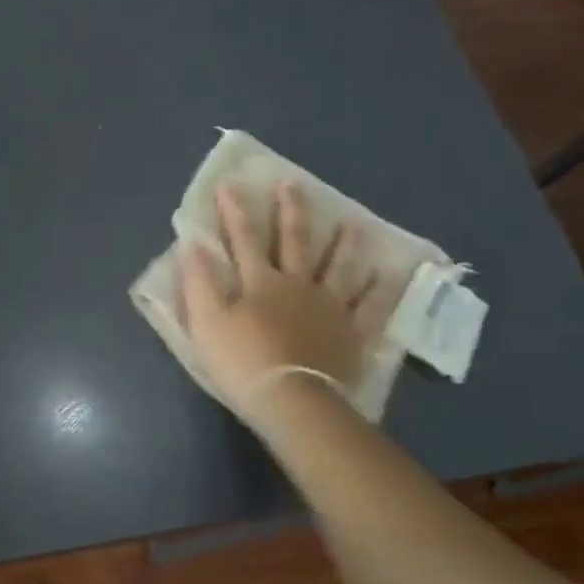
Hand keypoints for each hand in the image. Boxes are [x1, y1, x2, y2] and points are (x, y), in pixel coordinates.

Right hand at [181, 182, 377, 419]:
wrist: (291, 400)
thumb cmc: (240, 362)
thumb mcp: (206, 322)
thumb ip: (199, 283)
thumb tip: (195, 244)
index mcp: (259, 282)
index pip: (243, 239)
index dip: (235, 212)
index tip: (231, 185)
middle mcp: (297, 284)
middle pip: (294, 242)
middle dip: (290, 211)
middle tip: (292, 183)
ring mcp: (330, 306)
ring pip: (338, 267)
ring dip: (342, 243)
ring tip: (350, 222)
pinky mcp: (352, 331)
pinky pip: (371, 305)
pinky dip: (381, 288)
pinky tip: (388, 273)